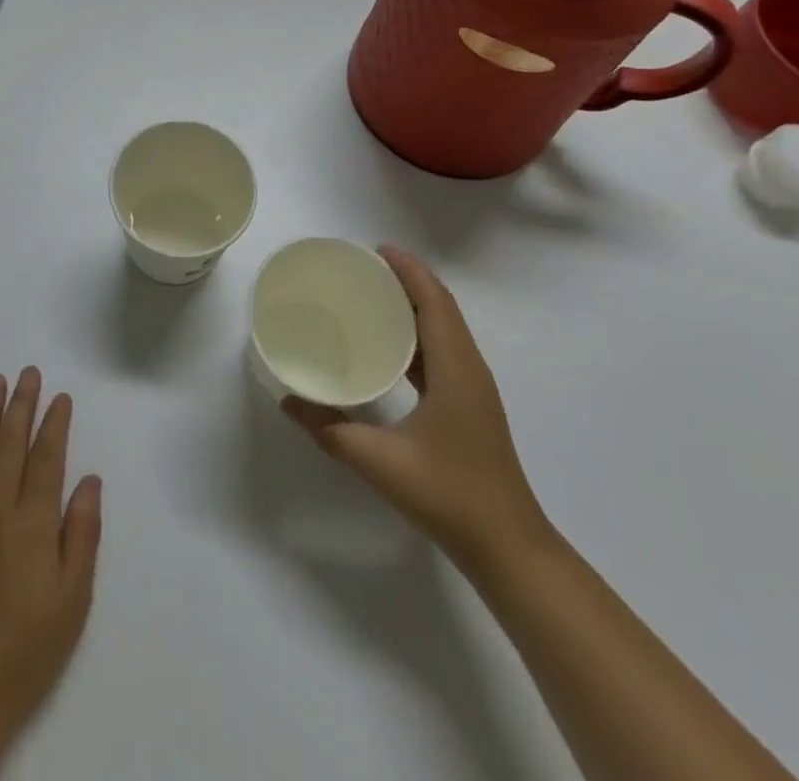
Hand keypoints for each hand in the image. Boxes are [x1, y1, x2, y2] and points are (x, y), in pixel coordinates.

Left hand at [0, 368, 102, 744]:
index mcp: (31, 524)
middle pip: (8, 445)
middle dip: (20, 405)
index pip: (45, 459)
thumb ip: (81, 534)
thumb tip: (88, 480)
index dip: (54, 424)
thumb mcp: (74, 599)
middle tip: (28, 373)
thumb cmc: (29, 649)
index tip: (61, 397)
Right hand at [282, 247, 549, 566]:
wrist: (509, 549)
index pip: (434, 301)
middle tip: (364, 269)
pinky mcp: (469, 406)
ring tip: (371, 297)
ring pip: (444, 330)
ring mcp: (473, 389)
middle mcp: (469, 368)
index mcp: (455, 368)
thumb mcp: (381, 462)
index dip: (409, 269)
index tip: (376, 249)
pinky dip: (417, 336)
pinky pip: (442, 353)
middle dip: (407, 280)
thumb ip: (331, 430)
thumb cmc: (450, 496)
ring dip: (414, 306)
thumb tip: (289, 401)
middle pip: (441, 307)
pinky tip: (388, 349)